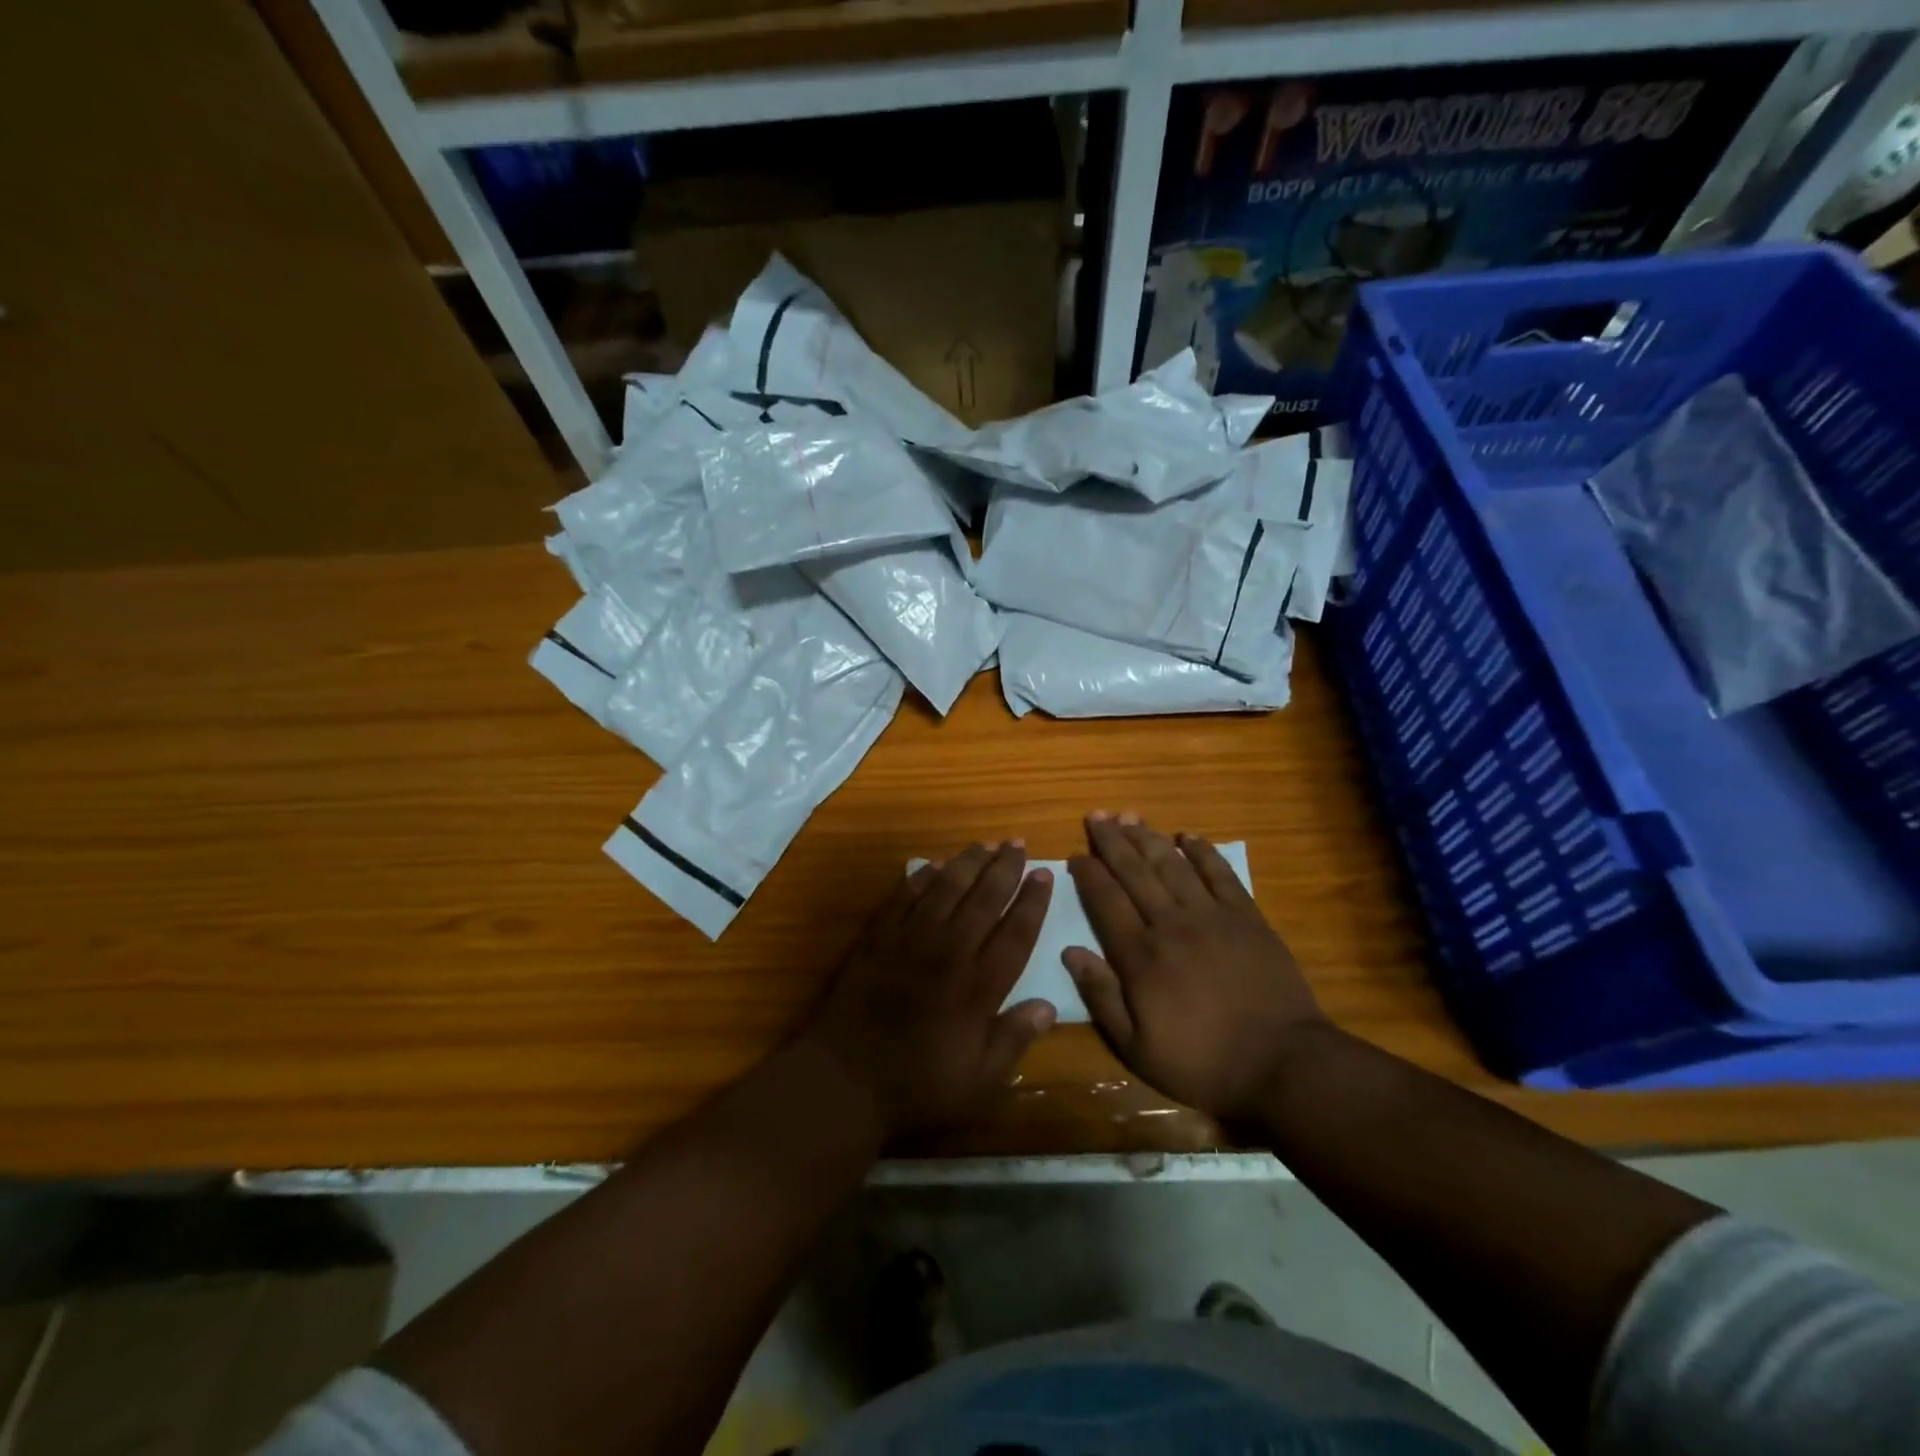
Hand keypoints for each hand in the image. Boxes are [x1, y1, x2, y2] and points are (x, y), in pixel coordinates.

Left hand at [803, 842, 1057, 1142]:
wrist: (844, 1079)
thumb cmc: (917, 1086)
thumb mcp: (979, 1081)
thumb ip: (1015, 1039)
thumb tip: (1050, 1005)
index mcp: (978, 987)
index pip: (1015, 932)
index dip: (1032, 901)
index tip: (1044, 873)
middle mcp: (948, 952)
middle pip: (983, 900)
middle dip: (1004, 868)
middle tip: (1018, 844)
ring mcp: (910, 940)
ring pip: (945, 889)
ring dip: (968, 863)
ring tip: (985, 844)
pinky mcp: (878, 938)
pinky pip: (904, 896)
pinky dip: (922, 877)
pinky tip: (935, 865)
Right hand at [1064, 813, 1326, 1118]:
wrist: (1283, 1064)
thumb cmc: (1204, 1062)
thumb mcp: (1137, 1047)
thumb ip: (1102, 996)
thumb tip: (1070, 952)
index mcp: (1141, 956)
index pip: (1106, 901)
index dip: (1088, 874)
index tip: (1075, 855)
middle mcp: (1171, 924)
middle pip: (1135, 872)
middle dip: (1112, 842)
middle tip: (1096, 816)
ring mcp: (1212, 916)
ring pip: (1173, 865)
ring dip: (1148, 838)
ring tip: (1129, 816)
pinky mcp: (1247, 917)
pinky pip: (1220, 874)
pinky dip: (1203, 852)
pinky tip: (1188, 836)